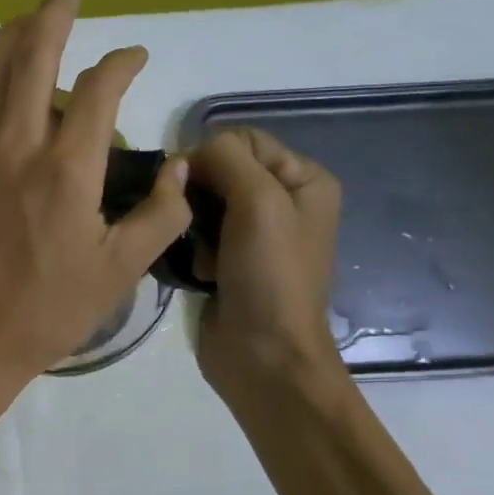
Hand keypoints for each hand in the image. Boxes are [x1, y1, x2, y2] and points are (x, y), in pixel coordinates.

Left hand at [0, 0, 191, 399]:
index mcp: (66, 169)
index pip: (98, 89)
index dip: (122, 62)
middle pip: (32, 56)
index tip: (136, 57)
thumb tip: (183, 170)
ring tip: (30, 18)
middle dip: (53, 13)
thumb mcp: (120, 272)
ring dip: (9, 35)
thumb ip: (160, 216)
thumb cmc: (48, 311)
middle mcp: (15, 145)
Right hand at [187, 126, 344, 392]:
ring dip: (192, 223)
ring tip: (197, 252)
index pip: (244, 139)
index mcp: (304, 180)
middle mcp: (283, 202)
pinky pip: (198, 236)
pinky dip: (191, 248)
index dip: (212, 155)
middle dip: (199, 192)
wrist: (264, 355)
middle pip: (222, 170)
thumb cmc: (270, 274)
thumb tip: (189, 154)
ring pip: (203, 203)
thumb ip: (226, 159)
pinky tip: (198, 270)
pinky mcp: (229, 263)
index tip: (192, 185)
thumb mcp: (258, 202)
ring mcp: (255, 235)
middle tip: (190, 220)